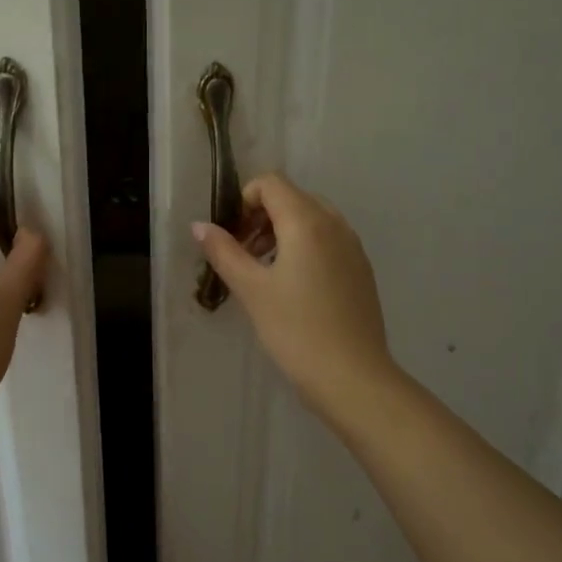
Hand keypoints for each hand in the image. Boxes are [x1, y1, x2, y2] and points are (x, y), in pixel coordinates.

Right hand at [193, 172, 400, 426]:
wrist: (353, 377)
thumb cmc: (295, 330)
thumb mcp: (251, 290)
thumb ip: (224, 251)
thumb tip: (199, 225)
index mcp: (307, 222)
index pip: (272, 184)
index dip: (244, 200)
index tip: (231, 235)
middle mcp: (335, 224)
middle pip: (293, 198)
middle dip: (262, 216)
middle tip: (242, 253)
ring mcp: (353, 247)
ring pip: (313, 219)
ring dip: (283, 232)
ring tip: (264, 271)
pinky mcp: (361, 270)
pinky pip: (329, 240)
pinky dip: (305, 247)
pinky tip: (293, 288)